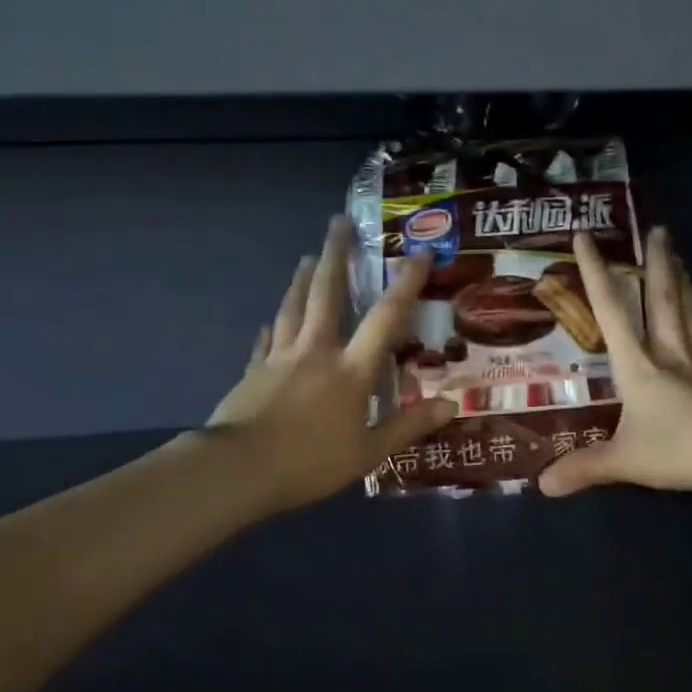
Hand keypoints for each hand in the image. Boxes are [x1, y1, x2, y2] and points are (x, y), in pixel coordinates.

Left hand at [208, 216, 455, 512]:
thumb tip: (451, 405)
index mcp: (351, 368)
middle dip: (335, 254)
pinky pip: (265, 341)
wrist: (240, 469)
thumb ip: (409, 426)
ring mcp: (281, 357)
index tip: (417, 254)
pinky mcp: (254, 371)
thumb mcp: (369, 451)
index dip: (404, 284)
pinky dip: (271, 328)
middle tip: (338, 222)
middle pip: (326, 293)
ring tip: (307, 257)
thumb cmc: (311, 462)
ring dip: (302, 279)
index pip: (385, 317)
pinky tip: (269, 322)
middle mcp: (317, 350)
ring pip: (293, 307)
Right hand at [539, 226, 691, 500]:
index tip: (585, 235)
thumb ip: (584, 469)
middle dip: (658, 264)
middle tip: (659, 230)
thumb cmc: (681, 451)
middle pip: (663, 300)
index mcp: (639, 366)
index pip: (611, 310)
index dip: (595, 272)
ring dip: (686, 285)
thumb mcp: (624, 462)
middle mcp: (672, 355)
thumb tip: (540, 485)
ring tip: (683, 259)